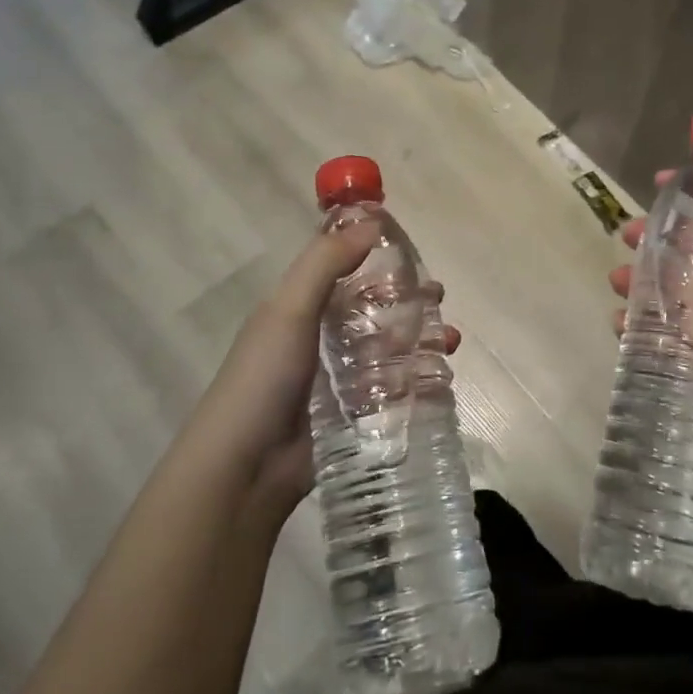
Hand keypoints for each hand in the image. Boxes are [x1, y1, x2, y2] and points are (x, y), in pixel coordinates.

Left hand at [189, 222, 460, 519]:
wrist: (242, 471)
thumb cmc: (263, 380)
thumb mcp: (289, 311)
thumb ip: (326, 263)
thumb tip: (372, 222)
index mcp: (297, 308)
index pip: (341, 270)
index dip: (374, 255)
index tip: (411, 250)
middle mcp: (317, 338)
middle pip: (371, 308)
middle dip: (407, 300)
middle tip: (439, 298)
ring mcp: (335, 379)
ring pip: (386, 348)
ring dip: (419, 338)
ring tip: (450, 340)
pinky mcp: (351, 415)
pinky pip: (390, 388)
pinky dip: (416, 379)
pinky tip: (440, 378)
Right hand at [608, 171, 692, 446]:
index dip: (685, 196)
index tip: (657, 182)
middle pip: (676, 251)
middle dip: (648, 240)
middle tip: (628, 236)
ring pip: (660, 290)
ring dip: (635, 281)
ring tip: (618, 280)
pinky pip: (656, 333)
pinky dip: (633, 327)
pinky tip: (620, 323)